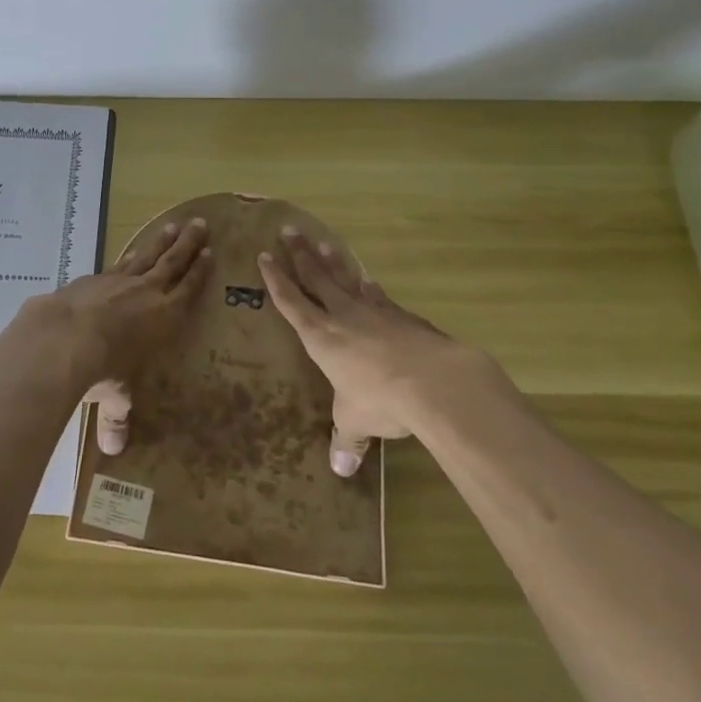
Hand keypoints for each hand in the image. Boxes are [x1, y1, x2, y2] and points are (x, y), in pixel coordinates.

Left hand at [13, 217, 210, 453]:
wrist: (64, 336)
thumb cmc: (103, 368)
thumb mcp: (115, 395)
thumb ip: (116, 417)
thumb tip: (113, 450)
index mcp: (163, 316)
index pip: (187, 290)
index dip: (199, 273)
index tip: (209, 254)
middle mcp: (145, 292)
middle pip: (172, 262)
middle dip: (187, 244)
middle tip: (201, 224)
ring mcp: (118, 280)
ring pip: (145, 255)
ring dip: (160, 241)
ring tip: (172, 225)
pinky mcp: (92, 278)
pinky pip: (117, 262)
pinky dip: (126, 256)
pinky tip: (125, 255)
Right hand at [258, 229, 506, 476]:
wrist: (436, 381)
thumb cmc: (381, 399)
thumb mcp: (357, 422)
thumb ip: (347, 441)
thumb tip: (341, 471)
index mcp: (320, 337)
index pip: (291, 302)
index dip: (276, 279)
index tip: (264, 256)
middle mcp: (343, 316)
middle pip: (317, 277)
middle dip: (300, 254)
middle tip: (289, 230)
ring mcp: (375, 311)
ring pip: (347, 279)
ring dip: (333, 260)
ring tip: (323, 241)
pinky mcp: (402, 315)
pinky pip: (378, 294)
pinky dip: (369, 285)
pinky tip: (368, 279)